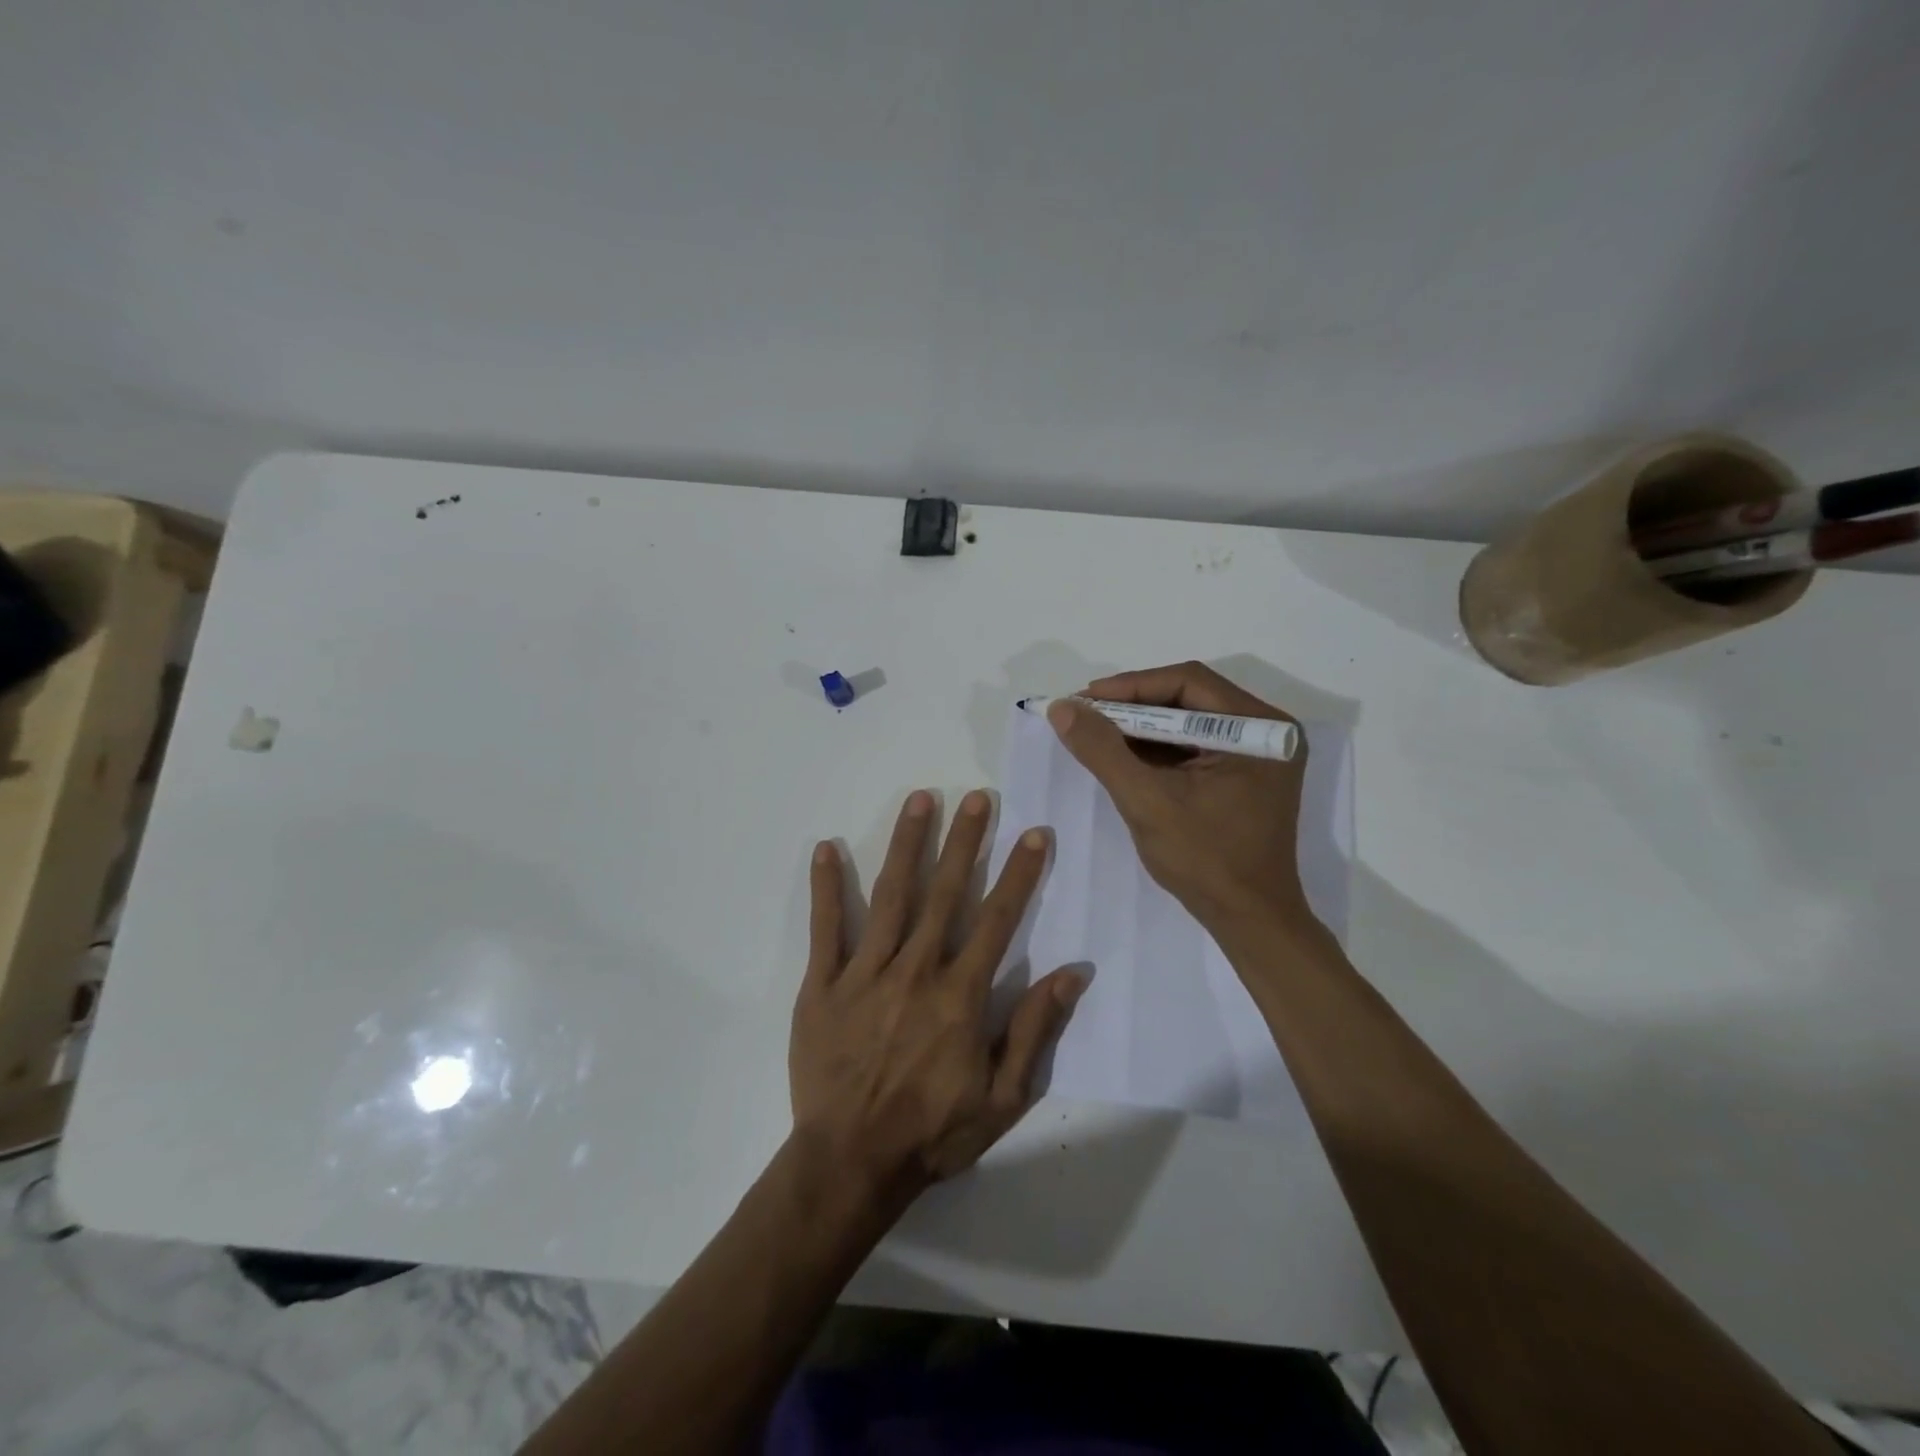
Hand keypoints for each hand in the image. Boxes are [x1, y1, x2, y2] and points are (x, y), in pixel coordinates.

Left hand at [790, 789, 1086, 1196]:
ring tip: (920, 800)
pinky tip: (826, 848)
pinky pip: (825, 928)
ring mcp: (865, 973)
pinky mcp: (823, 984)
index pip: (998, 920)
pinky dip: (827, 887)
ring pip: (891, 896)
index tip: (1033, 833)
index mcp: (960, 994)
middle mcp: (916, 970)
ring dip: (908, 844)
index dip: (1019, 874)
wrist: (851, 1163)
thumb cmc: (933, 1132)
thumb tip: (1073, 971)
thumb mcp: (1004, 1097)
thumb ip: (1035, 1029)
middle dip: (965, 841)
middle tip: (977, 797)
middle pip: (945, 893)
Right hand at [1046, 662, 1315, 935]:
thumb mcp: (1146, 801)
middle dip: (1132, 706)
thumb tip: (1062, 708)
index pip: (1188, 682)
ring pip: (1189, 720)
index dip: (1131, 686)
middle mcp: (1266, 730)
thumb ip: (1103, 750)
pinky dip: (1157, 747)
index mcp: (1259, 728)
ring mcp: (1257, 753)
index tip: (1083, 699)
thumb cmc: (1205, 861)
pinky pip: (1194, 745)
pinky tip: (1122, 753)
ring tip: (1094, 731)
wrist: (1248, 920)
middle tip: (1084, 713)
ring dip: (1141, 726)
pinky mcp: (1244, 773)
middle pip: (1189, 697)